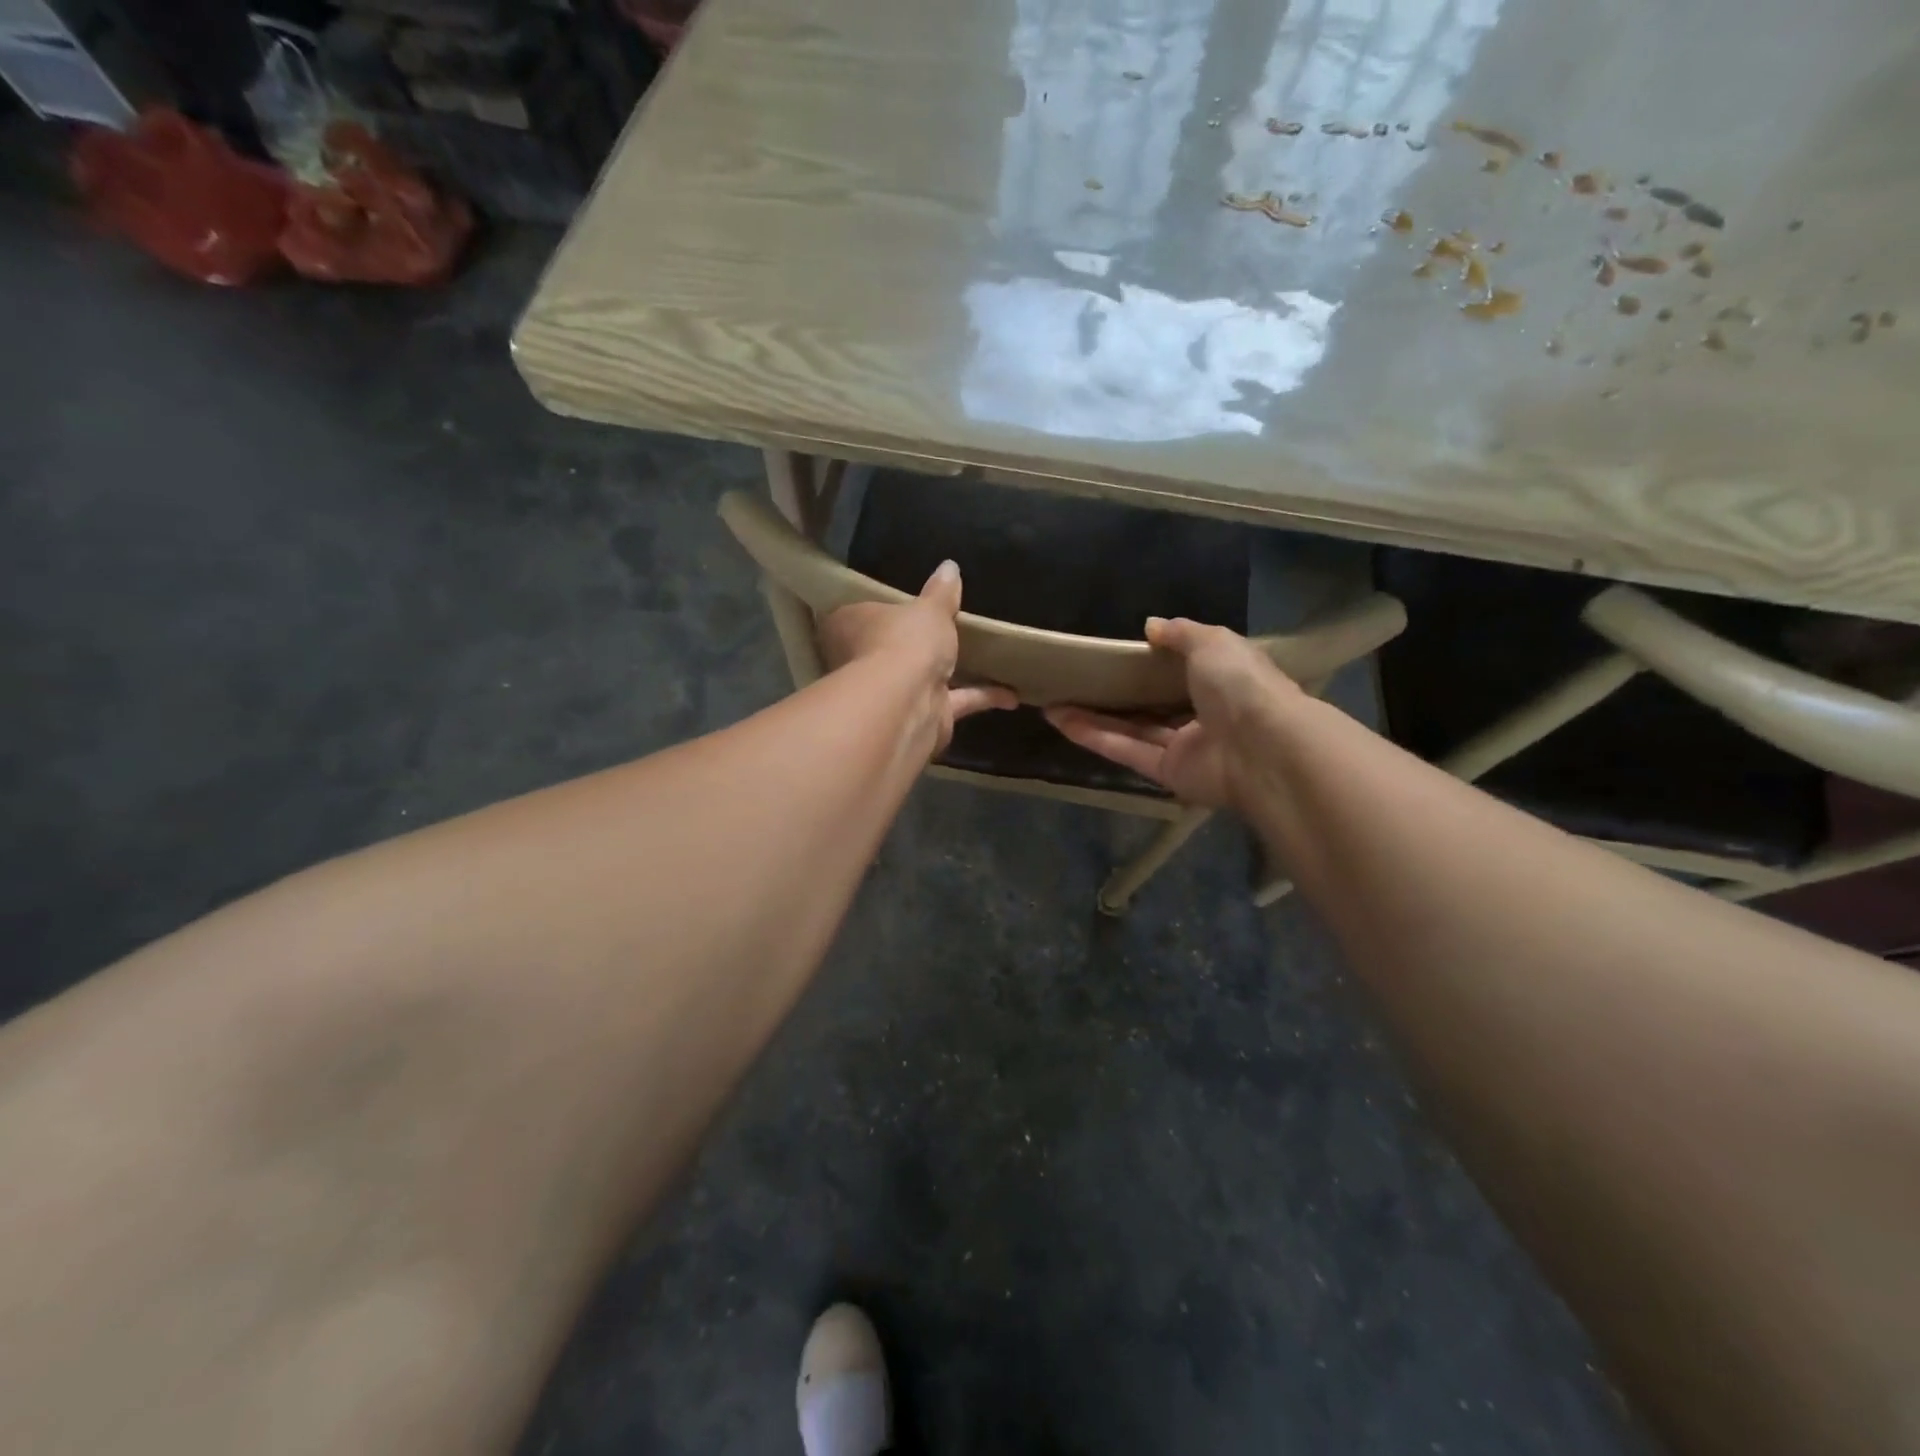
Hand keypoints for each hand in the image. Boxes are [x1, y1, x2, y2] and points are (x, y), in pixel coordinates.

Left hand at [819, 560, 1016, 756]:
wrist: (907, 704)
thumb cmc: (904, 642)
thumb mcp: (930, 609)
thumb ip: (941, 592)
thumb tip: (949, 566)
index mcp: (852, 626)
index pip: (859, 614)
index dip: (879, 610)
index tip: (902, 604)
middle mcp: (865, 661)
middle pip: (889, 648)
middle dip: (913, 646)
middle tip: (942, 630)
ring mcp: (894, 693)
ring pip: (923, 678)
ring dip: (951, 674)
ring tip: (983, 659)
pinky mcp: (924, 716)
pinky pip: (956, 702)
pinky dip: (982, 697)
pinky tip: (1012, 695)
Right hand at [1045, 617, 1302, 808]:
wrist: (1262, 747)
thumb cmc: (1241, 685)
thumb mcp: (1213, 642)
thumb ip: (1181, 633)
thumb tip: (1151, 626)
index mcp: (1222, 681)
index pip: (1186, 670)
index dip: (1152, 662)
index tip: (1117, 653)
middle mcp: (1203, 715)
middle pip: (1151, 704)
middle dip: (1114, 695)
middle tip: (1076, 682)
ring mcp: (1184, 747)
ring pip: (1132, 730)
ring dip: (1093, 717)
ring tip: (1053, 703)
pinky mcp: (1166, 773)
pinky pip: (1126, 751)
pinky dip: (1095, 737)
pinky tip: (1061, 721)